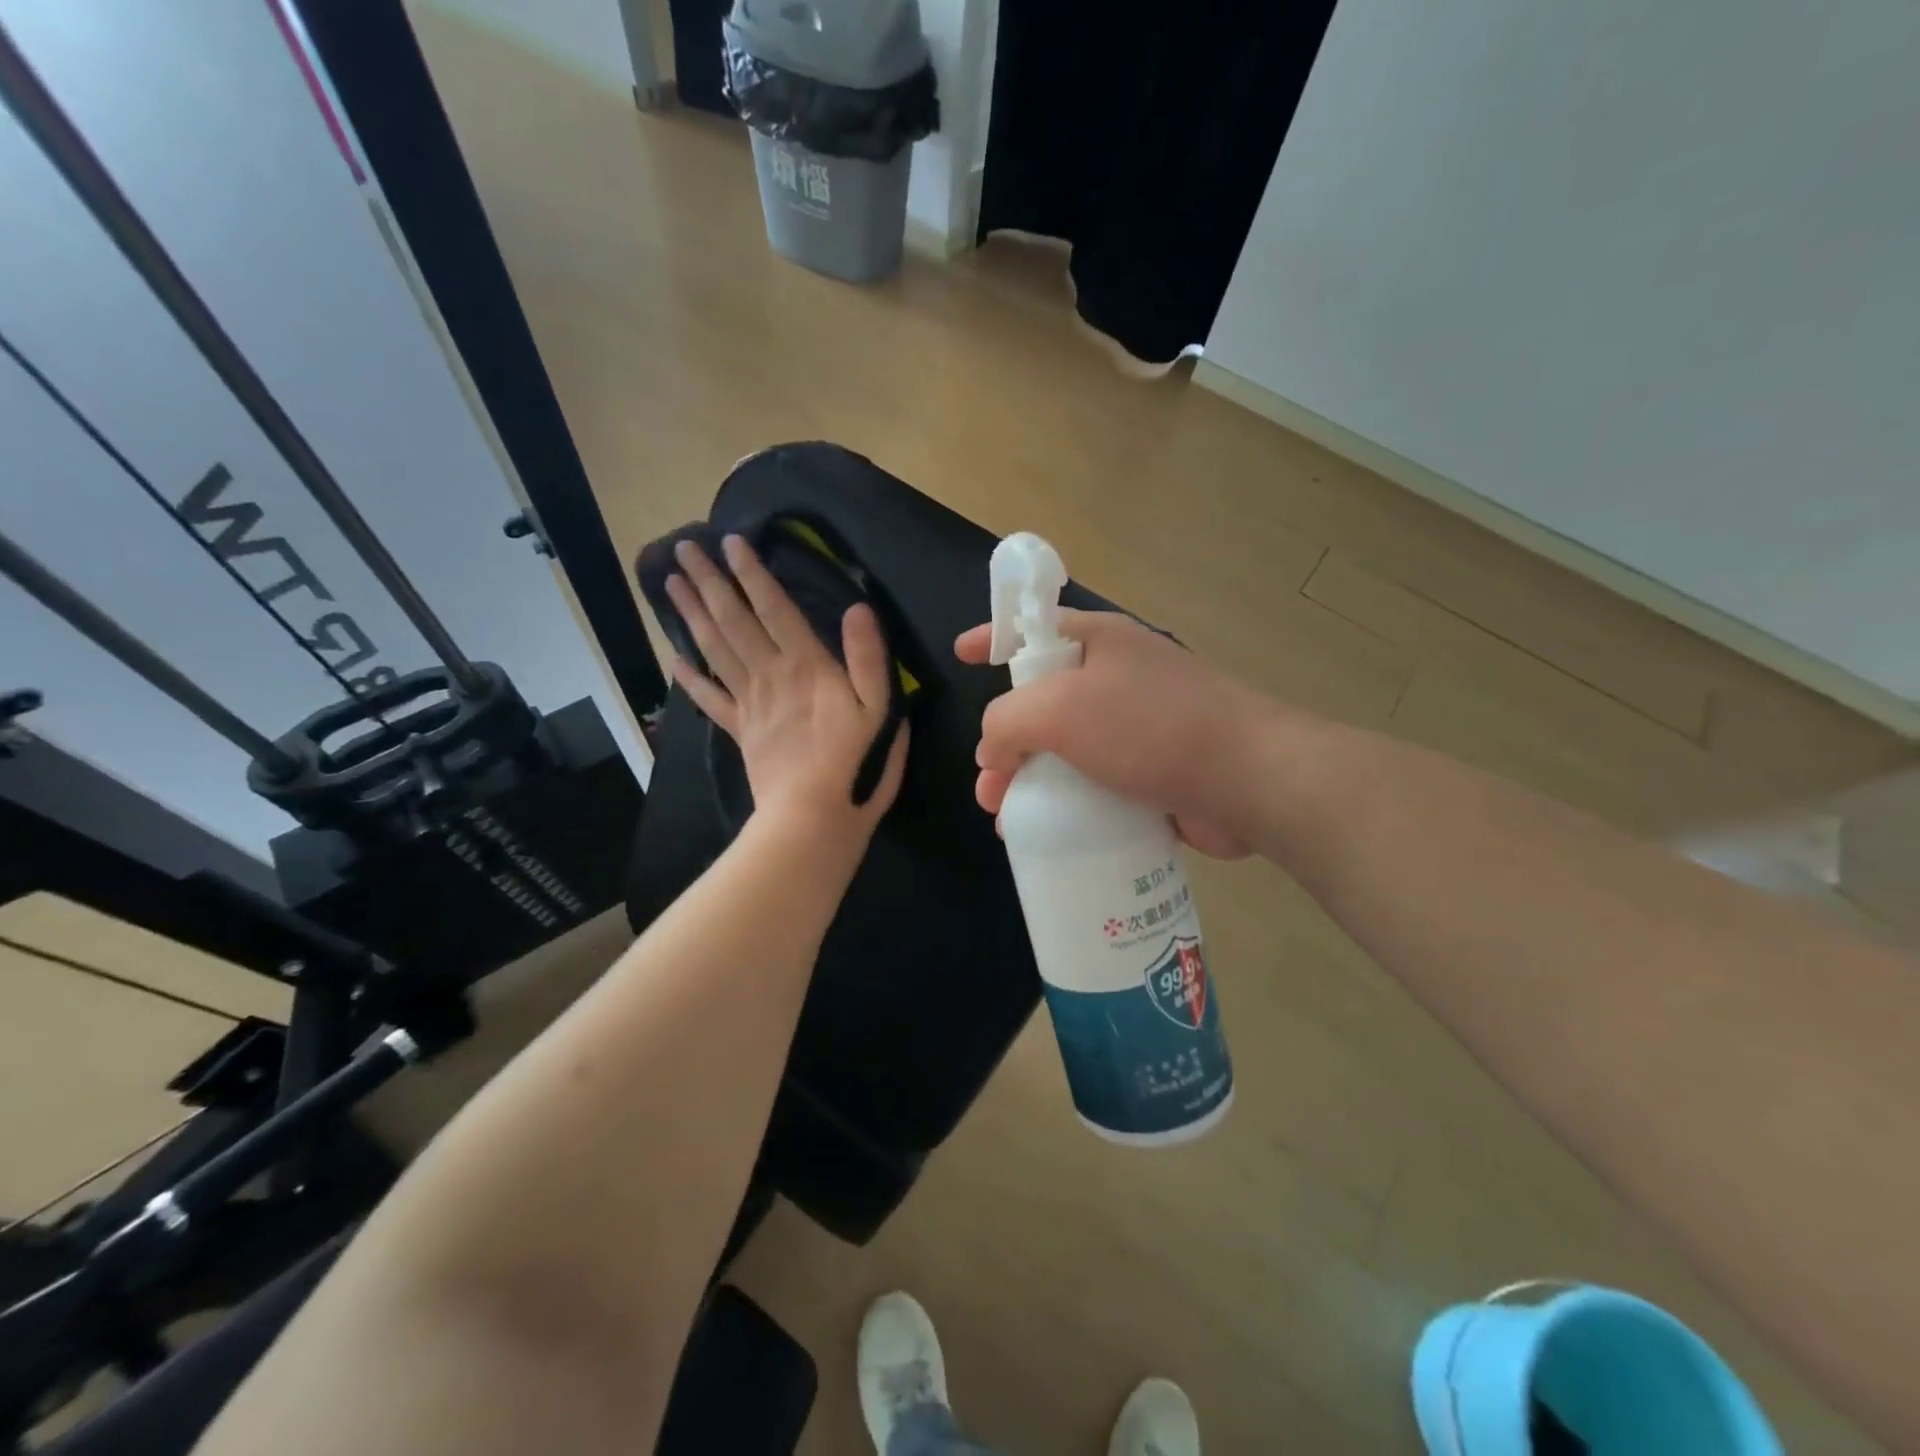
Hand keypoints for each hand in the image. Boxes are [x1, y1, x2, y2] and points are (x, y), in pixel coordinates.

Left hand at [665, 536, 907, 841]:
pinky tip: (674, 660)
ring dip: (692, 615)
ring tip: (671, 585)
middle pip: (733, 621)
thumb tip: (859, 608)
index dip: (752, 574)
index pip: (774, 609)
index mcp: (806, 666)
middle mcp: (770, 676)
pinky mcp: (741, 732)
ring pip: (715, 650)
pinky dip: (691, 679)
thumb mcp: (880, 709)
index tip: (731, 542)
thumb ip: (868, 658)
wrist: (812, 817)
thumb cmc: (855, 763)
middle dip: (708, 583)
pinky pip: (710, 700)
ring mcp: (750, 704)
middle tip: (682, 549)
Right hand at [955, 610, 1259, 858]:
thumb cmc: (1149, 727)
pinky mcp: (1154, 770)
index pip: (1033, 627)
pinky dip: (1068, 803)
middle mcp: (1118, 676)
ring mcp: (1139, 726)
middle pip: (1043, 701)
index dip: (993, 637)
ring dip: (1031, 781)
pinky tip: (1048, 833)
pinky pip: (1095, 782)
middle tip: (987, 782)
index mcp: (1099, 641)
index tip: (960, 654)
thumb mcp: (1059, 710)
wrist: (1247, 780)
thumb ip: (1007, 721)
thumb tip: (994, 752)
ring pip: (1067, 749)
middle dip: (1006, 740)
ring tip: (1007, 820)